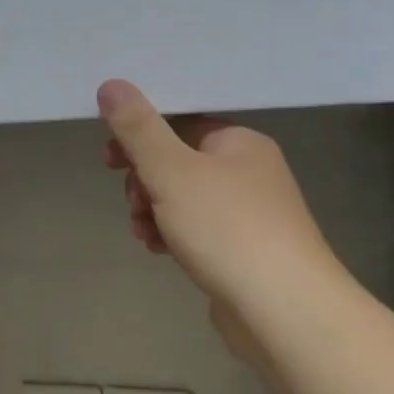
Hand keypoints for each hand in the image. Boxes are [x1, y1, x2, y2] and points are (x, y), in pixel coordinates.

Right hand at [98, 79, 337, 356]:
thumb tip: (111, 84)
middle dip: (144, 181)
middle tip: (134, 203)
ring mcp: (249, 214)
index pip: (180, 122)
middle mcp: (248, 171)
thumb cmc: (227, 229)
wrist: (283, 309)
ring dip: (154, 212)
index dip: (139, 136)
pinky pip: (197, 230)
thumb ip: (138, 129)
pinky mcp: (244, 251)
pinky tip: (161, 252)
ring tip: (144, 233)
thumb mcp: (172, 171)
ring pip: (184, 200)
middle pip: (178, 162)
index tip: (109, 159)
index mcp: (238, 142)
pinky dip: (174, 235)